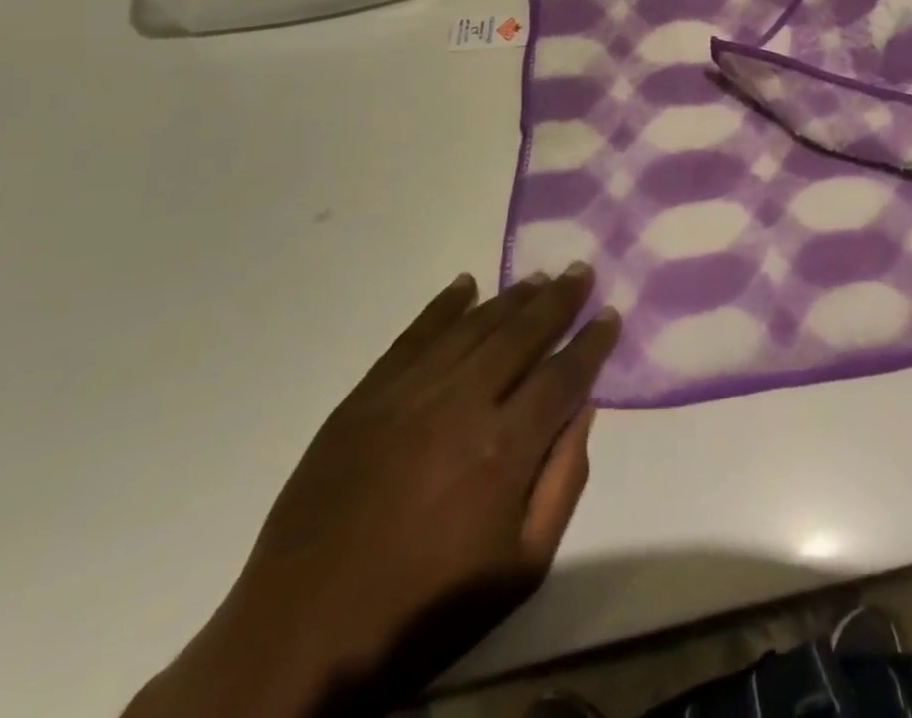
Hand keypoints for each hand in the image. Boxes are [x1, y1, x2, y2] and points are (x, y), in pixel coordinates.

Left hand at [126, 266, 618, 717]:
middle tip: (581, 270)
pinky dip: (443, 306)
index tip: (611, 314)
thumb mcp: (520, 569)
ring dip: (511, 297)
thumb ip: (564, 483)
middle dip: (559, 299)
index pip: (564, 374)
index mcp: (504, 449)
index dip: (593, 341)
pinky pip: (414, 336)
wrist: (300, 641)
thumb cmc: (424, 610)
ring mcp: (407, 395)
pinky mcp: (364, 398)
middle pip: (522, 333)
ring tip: (539, 276)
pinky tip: (466, 284)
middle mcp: (461, 404)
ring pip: (473, 326)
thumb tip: (584, 410)